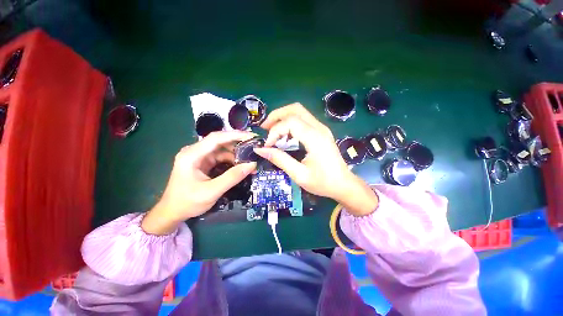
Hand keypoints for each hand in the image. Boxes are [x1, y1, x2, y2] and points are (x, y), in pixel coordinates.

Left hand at [142, 131, 256, 234]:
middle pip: (220, 142)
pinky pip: (221, 158)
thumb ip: (232, 177)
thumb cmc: (188, 202)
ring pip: (222, 150)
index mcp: (192, 155)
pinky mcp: (204, 163)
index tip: (251, 136)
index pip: (216, 138)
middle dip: (238, 144)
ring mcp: (200, 157)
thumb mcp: (211, 191)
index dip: (235, 135)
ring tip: (250, 160)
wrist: (172, 212)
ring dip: (237, 154)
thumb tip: (252, 165)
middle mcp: (195, 152)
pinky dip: (232, 161)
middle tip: (254, 148)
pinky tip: (241, 166)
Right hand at [254, 103, 377, 215]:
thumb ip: (280, 160)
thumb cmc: (323, 183)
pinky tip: (285, 134)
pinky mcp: (321, 132)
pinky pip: (303, 119)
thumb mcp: (299, 175)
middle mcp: (319, 128)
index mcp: (315, 138)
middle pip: (295, 109)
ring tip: (272, 130)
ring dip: (283, 117)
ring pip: (299, 111)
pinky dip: (290, 122)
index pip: (290, 122)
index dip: (275, 131)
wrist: (344, 185)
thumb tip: (260, 150)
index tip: (267, 146)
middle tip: (265, 128)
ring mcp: (322, 128)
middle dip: (277, 115)